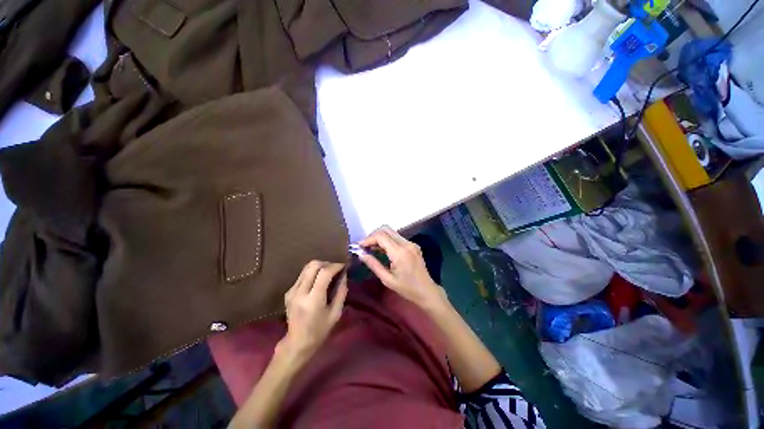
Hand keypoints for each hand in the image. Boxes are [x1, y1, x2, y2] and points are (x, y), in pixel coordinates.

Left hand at [279, 261, 347, 360]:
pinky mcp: (288, 292)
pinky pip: (302, 275)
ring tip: (328, 273)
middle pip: (313, 265)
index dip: (335, 266)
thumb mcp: (336, 313)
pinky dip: (313, 273)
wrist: (297, 343)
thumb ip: (341, 292)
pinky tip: (318, 281)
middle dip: (327, 263)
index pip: (324, 273)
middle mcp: (300, 292)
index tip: (343, 266)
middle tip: (336, 268)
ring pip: (306, 267)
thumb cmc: (319, 330)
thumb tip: (344, 275)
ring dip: (320, 266)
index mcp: (313, 299)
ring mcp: (292, 291)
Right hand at [359, 226, 447, 309]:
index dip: (368, 239)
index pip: (381, 236)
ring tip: (371, 249)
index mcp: (400, 253)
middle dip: (373, 235)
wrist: (427, 291)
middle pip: (386, 229)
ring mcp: (411, 243)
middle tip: (365, 246)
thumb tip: (360, 254)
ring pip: (391, 232)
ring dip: (380, 237)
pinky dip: (387, 240)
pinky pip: (397, 237)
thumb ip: (373, 265)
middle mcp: (406, 244)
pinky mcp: (413, 245)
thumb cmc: (407, 289)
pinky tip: (382, 250)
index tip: (359, 246)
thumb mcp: (387, 279)